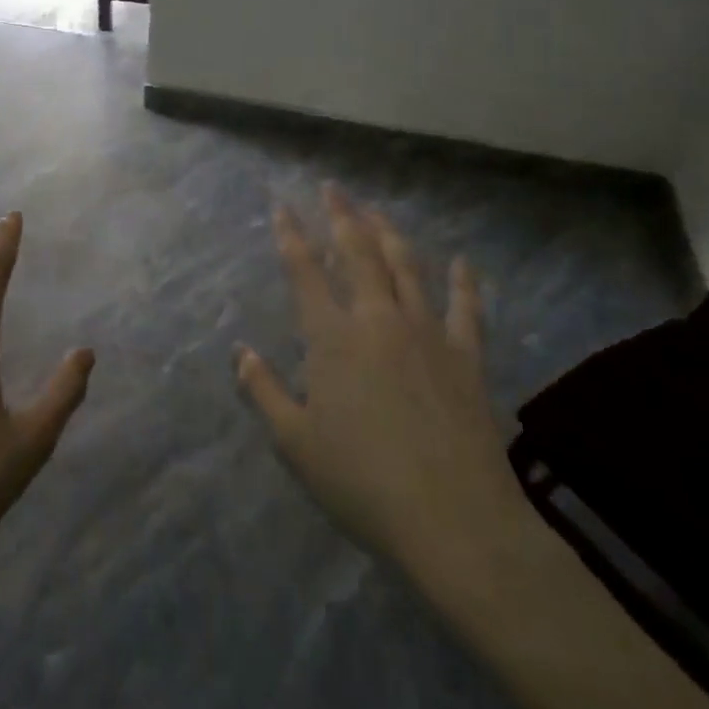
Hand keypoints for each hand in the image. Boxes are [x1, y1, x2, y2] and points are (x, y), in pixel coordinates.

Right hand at [236, 184, 532, 576]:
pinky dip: (463, 281)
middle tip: (332, 189)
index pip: (305, 270)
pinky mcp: (467, 355)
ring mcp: (427, 332)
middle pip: (359, 252)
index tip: (281, 206)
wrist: (453, 519)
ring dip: (389, 233)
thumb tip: (241, 352)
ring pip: (406, 266)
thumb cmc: (361, 482)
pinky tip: (461, 262)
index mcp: (332, 337)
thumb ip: (264, 392)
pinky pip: (466, 307)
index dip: (291, 234)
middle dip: (342, 216)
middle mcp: (378, 319)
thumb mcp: (296, 443)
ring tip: (376, 211)